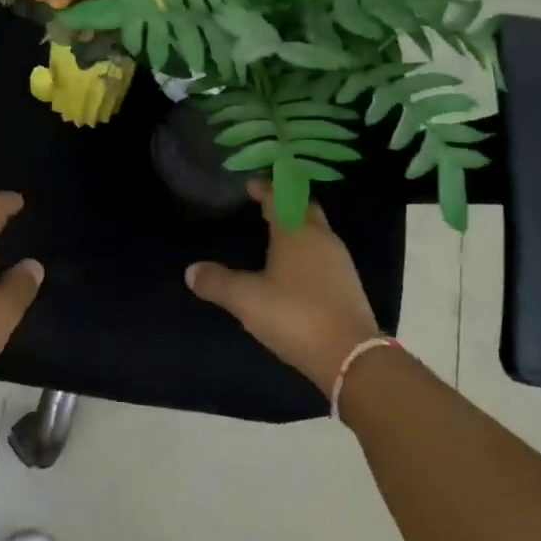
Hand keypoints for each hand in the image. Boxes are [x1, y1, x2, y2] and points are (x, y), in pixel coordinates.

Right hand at [185, 180, 382, 393]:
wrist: (350, 355)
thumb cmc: (294, 315)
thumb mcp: (246, 299)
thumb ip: (217, 282)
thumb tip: (191, 270)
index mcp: (296, 232)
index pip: (279, 197)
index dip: (264, 188)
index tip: (250, 184)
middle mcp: (321, 239)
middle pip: (304, 209)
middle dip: (286, 203)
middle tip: (265, 205)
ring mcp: (340, 261)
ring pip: (317, 232)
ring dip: (299, 227)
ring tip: (276, 236)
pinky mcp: (348, 284)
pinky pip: (325, 255)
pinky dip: (308, 252)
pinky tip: (296, 269)